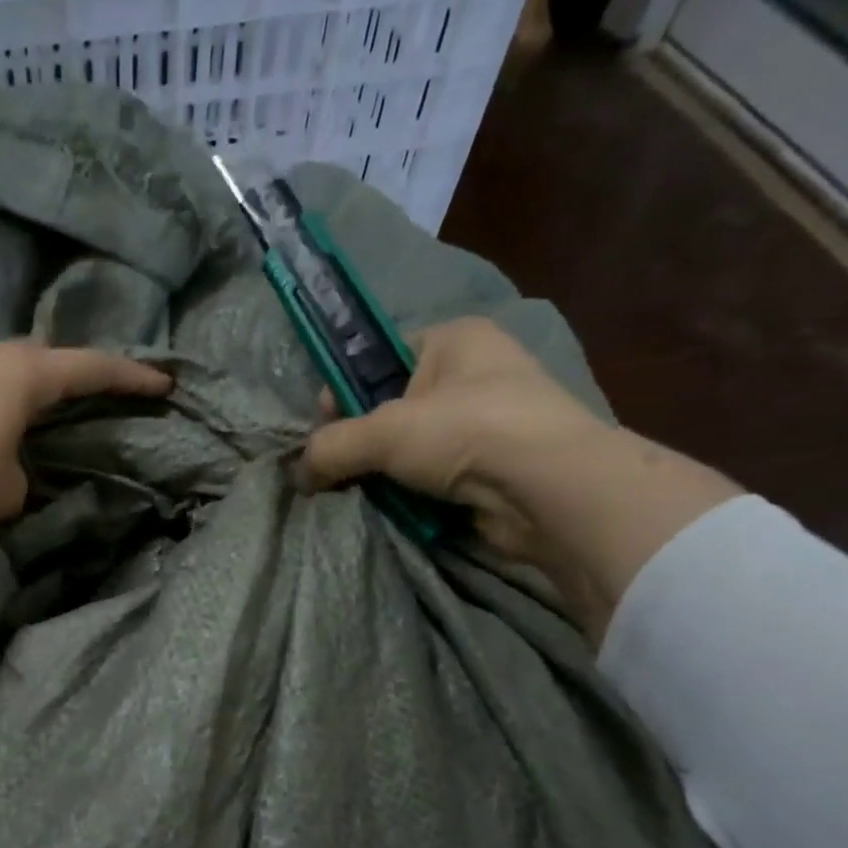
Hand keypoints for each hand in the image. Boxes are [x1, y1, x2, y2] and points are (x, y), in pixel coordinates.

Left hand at [0, 342, 172, 528]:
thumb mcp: (9, 491)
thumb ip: (23, 476)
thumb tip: (9, 472)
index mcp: (26, 375)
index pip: (92, 369)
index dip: (130, 377)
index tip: (163, 383)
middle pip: (45, 357)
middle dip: (74, 372)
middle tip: (93, 390)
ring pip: (2, 368)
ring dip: (25, 386)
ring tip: (36, 409)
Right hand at [302, 316, 606, 562]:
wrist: (550, 491)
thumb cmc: (466, 431)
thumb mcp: (383, 431)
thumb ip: (331, 447)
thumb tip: (298, 475)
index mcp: (455, 339)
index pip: (381, 358)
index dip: (346, 391)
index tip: (324, 427)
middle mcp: (477, 373)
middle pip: (395, 406)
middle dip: (364, 440)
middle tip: (339, 467)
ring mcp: (492, 422)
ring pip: (415, 447)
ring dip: (387, 472)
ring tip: (364, 492)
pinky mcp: (498, 468)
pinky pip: (438, 478)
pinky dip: (415, 494)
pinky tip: (397, 508)